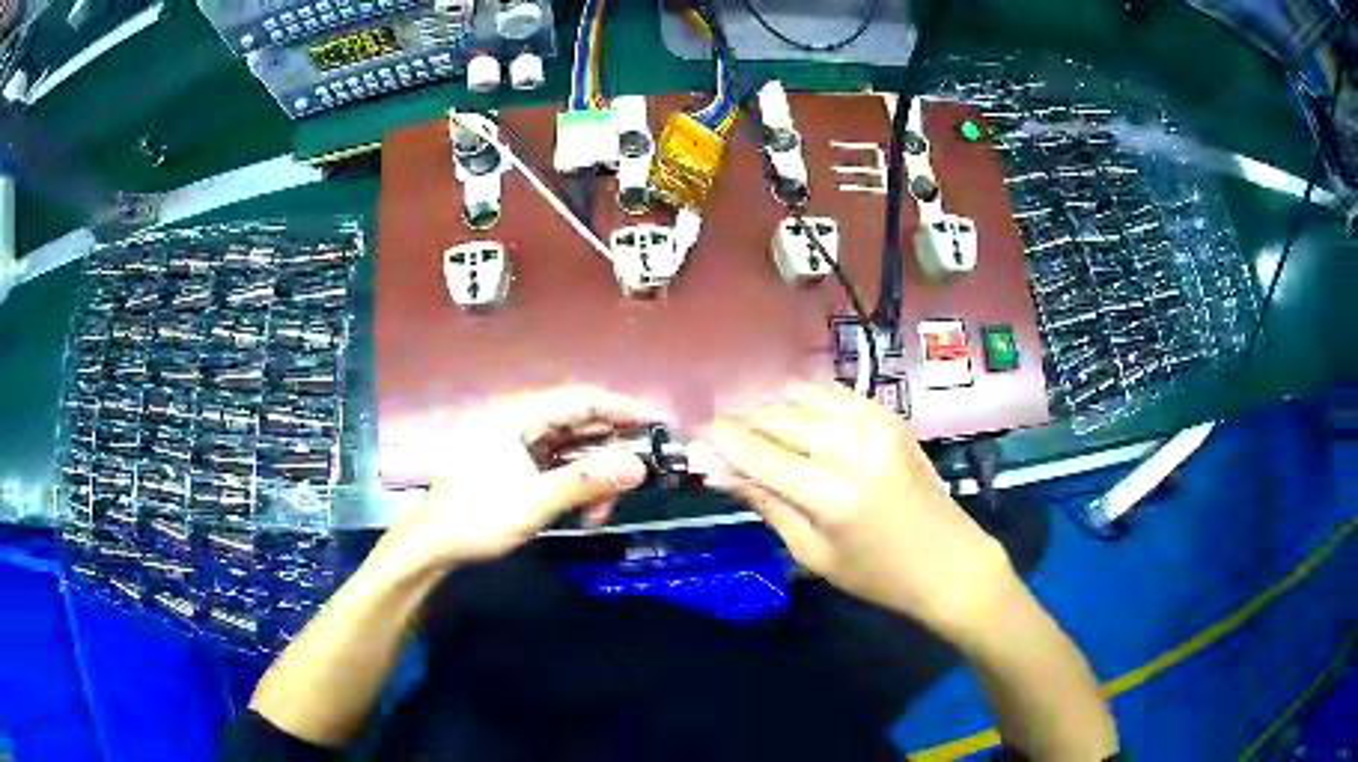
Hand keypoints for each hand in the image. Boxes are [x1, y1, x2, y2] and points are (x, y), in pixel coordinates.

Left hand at [379, 386, 665, 572]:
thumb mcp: (536, 501)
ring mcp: (513, 442)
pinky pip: (556, 464)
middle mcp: (516, 420)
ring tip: (602, 510)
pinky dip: (575, 483)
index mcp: (515, 415)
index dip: (622, 408)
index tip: (657, 421)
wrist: (435, 544)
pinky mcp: (513, 463)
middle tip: (640, 474)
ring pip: (569, 448)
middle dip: (609, 452)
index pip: (580, 399)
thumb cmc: (479, 517)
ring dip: (593, 476)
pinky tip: (586, 510)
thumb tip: (639, 467)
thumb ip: (588, 481)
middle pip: (577, 423)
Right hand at [702, 383, 1013, 638]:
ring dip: (769, 409)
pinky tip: (793, 417)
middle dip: (740, 424)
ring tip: (754, 430)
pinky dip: (805, 400)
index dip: (721, 442)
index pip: (760, 453)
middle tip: (718, 439)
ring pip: (802, 398)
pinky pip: (834, 393)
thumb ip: (767, 505)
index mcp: (832, 494)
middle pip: (778, 419)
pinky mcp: (889, 417)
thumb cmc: (878, 575)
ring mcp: (876, 425)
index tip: (694, 439)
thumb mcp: (815, 553)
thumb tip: (718, 474)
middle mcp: (853, 448)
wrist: (949, 562)